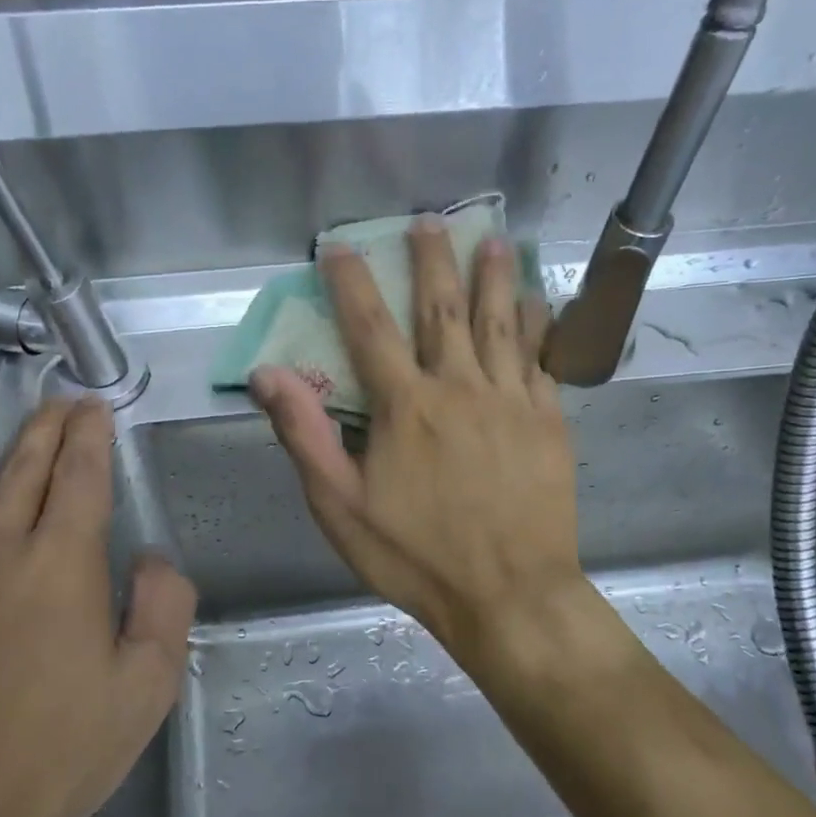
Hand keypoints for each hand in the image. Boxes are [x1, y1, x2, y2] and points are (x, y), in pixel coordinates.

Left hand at [0, 393, 196, 816]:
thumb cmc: (52, 755)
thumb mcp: (144, 692)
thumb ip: (164, 611)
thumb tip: (153, 559)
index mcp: (64, 562)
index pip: (81, 474)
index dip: (90, 434)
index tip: (95, 405)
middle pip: (25, 465)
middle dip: (45, 424)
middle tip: (57, 398)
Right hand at [251, 217, 589, 672]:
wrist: (510, 595)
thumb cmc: (415, 556)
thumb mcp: (340, 507)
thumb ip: (305, 435)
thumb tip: (268, 374)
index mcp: (404, 407)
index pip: (369, 328)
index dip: (351, 283)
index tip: (340, 245)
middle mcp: (459, 387)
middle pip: (442, 310)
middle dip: (432, 260)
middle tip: (430, 221)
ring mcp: (510, 401)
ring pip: (499, 323)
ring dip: (492, 277)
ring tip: (491, 240)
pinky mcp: (547, 421)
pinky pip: (540, 358)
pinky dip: (536, 325)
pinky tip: (536, 302)